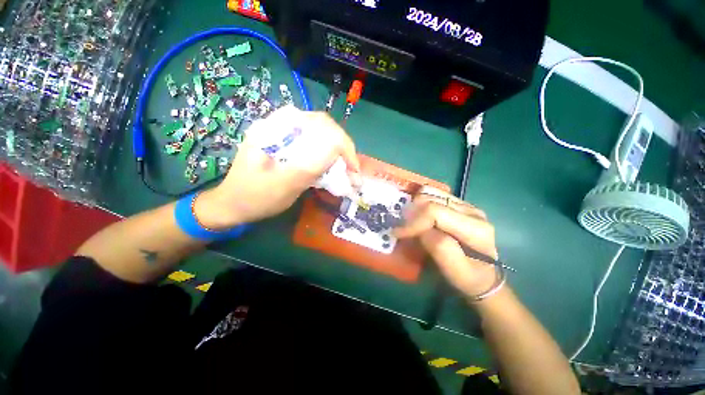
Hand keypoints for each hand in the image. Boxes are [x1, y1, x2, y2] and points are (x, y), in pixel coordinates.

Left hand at [195, 106, 360, 227]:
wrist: (233, 205)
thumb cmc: (254, 198)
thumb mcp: (283, 185)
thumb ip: (309, 165)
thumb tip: (337, 149)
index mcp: (275, 129)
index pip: (319, 123)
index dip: (342, 143)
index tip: (352, 167)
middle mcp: (281, 126)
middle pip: (323, 127)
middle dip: (343, 148)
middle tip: (351, 170)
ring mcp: (285, 135)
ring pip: (321, 136)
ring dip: (337, 153)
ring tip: (346, 171)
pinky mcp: (288, 146)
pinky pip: (315, 145)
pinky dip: (328, 157)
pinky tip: (331, 169)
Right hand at [394, 189, 499, 298]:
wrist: (484, 275)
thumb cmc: (469, 278)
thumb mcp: (457, 272)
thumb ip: (440, 249)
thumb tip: (421, 230)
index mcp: (475, 228)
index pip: (435, 212)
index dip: (413, 221)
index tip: (398, 233)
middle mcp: (471, 210)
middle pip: (431, 200)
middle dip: (411, 214)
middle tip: (402, 229)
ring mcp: (465, 204)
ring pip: (430, 193)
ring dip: (414, 206)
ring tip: (408, 221)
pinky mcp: (458, 203)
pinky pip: (433, 193)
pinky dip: (420, 201)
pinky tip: (416, 214)